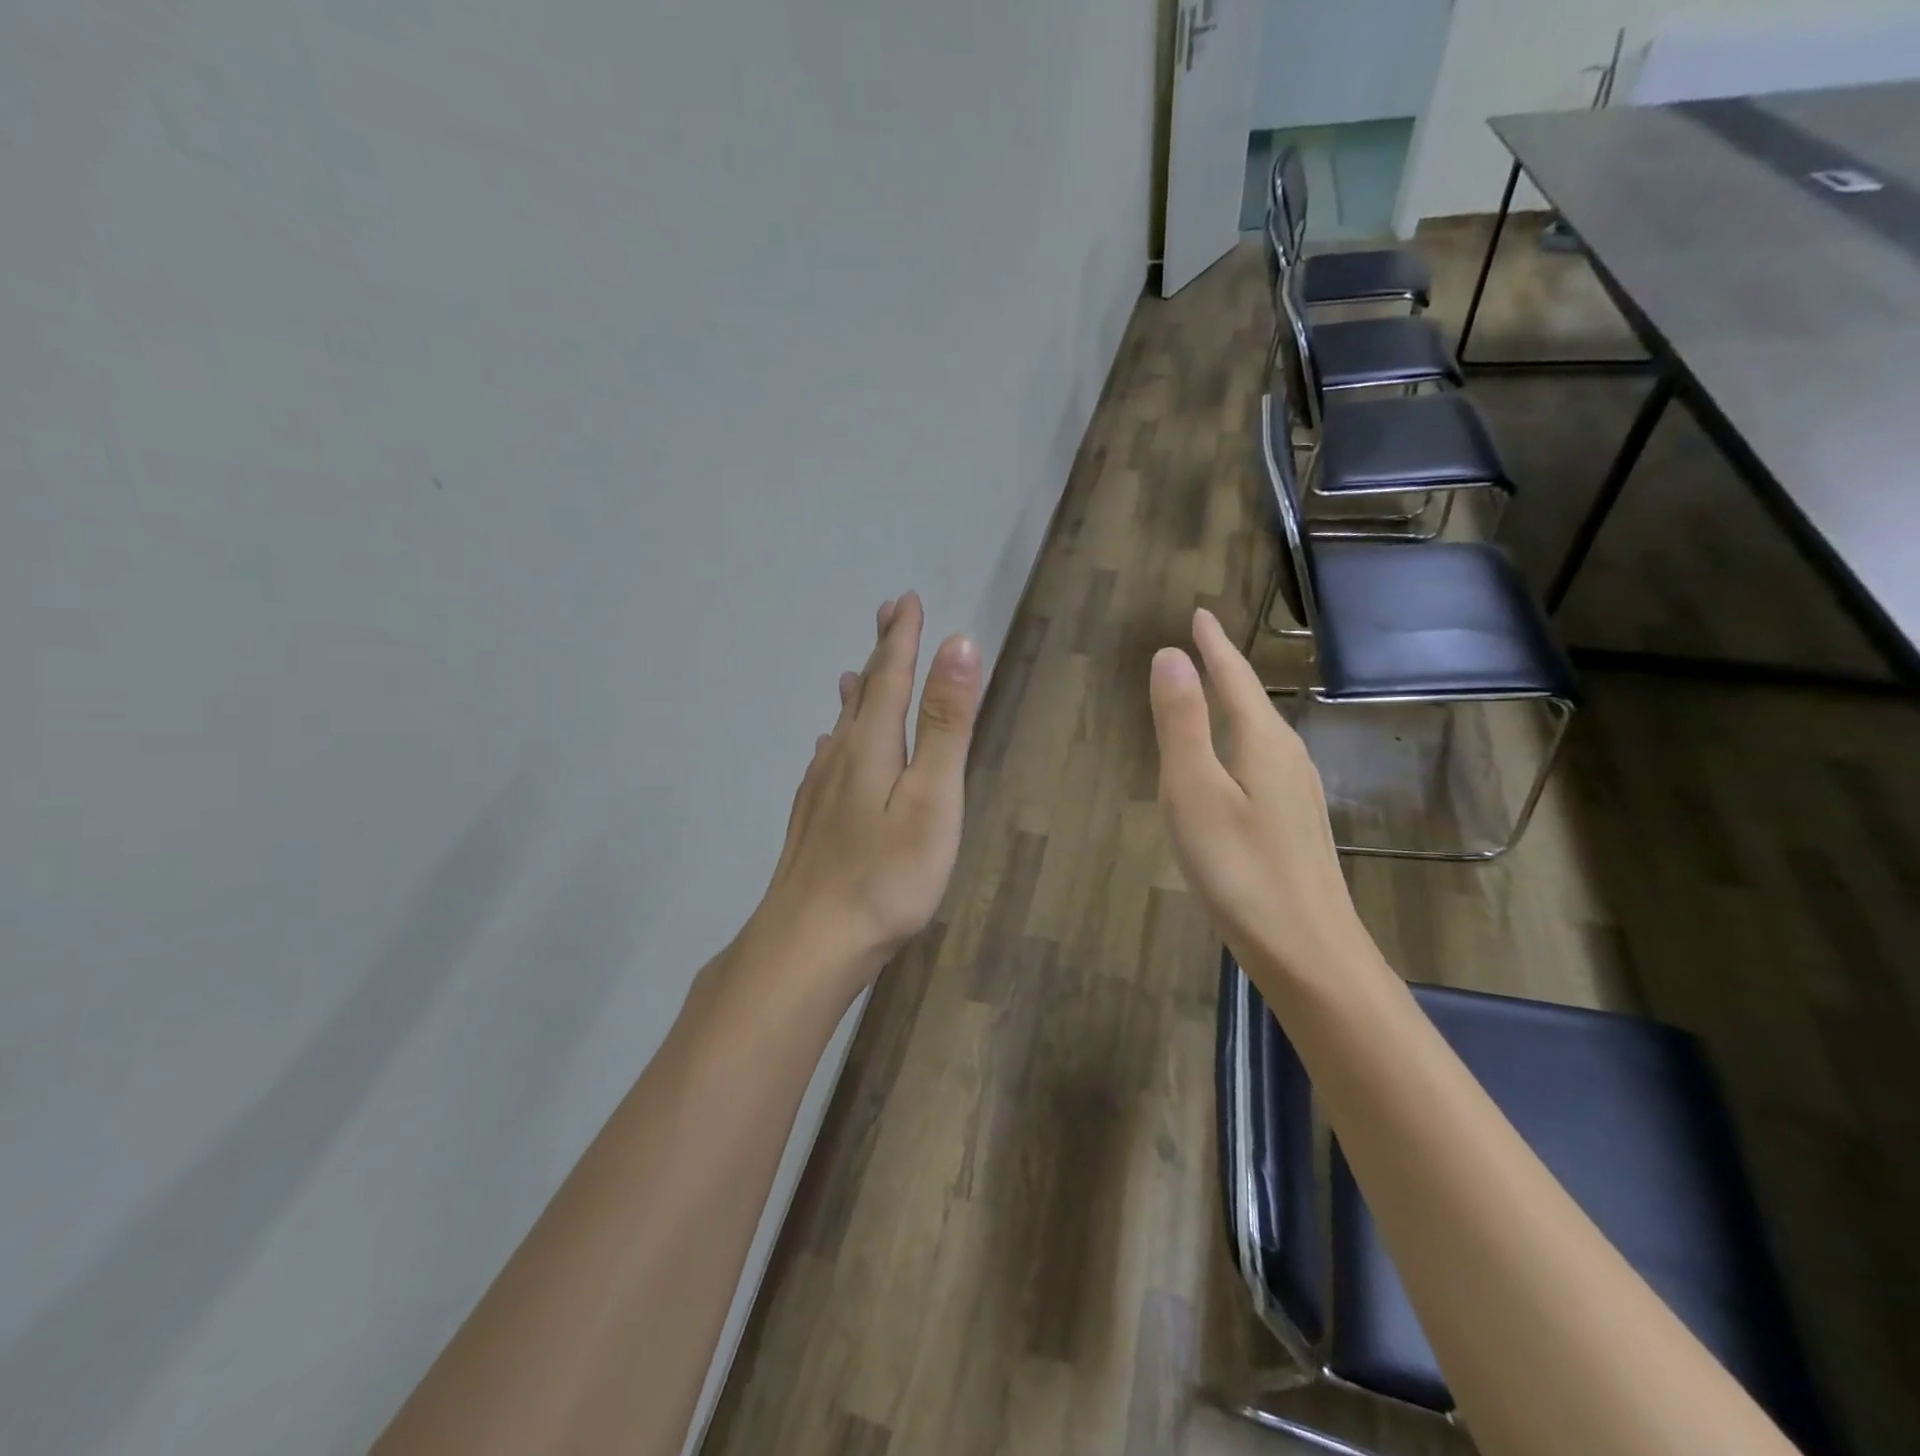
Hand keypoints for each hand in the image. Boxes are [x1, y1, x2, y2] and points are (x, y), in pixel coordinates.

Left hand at [753, 592, 982, 998]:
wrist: (811, 942)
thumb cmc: (886, 874)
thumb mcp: (932, 797)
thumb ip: (944, 723)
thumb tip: (958, 643)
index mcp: (871, 744)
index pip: (891, 675)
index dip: (902, 637)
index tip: (907, 600)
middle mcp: (839, 755)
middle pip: (863, 692)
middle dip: (880, 652)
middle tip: (888, 616)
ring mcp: (819, 789)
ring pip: (841, 725)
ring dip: (857, 691)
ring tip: (857, 671)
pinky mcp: (812, 819)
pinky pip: (827, 757)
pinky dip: (838, 736)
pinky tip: (831, 747)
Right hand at [1148, 608, 1362, 983]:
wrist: (1309, 953)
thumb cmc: (1240, 870)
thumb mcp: (1194, 793)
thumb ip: (1182, 724)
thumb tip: (1171, 656)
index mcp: (1263, 743)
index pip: (1235, 678)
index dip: (1214, 646)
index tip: (1200, 614)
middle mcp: (1289, 759)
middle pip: (1253, 701)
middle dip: (1227, 670)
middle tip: (1202, 646)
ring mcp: (1299, 795)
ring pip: (1261, 734)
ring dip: (1237, 706)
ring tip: (1215, 693)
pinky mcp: (1296, 825)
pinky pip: (1264, 763)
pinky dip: (1241, 742)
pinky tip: (1235, 765)